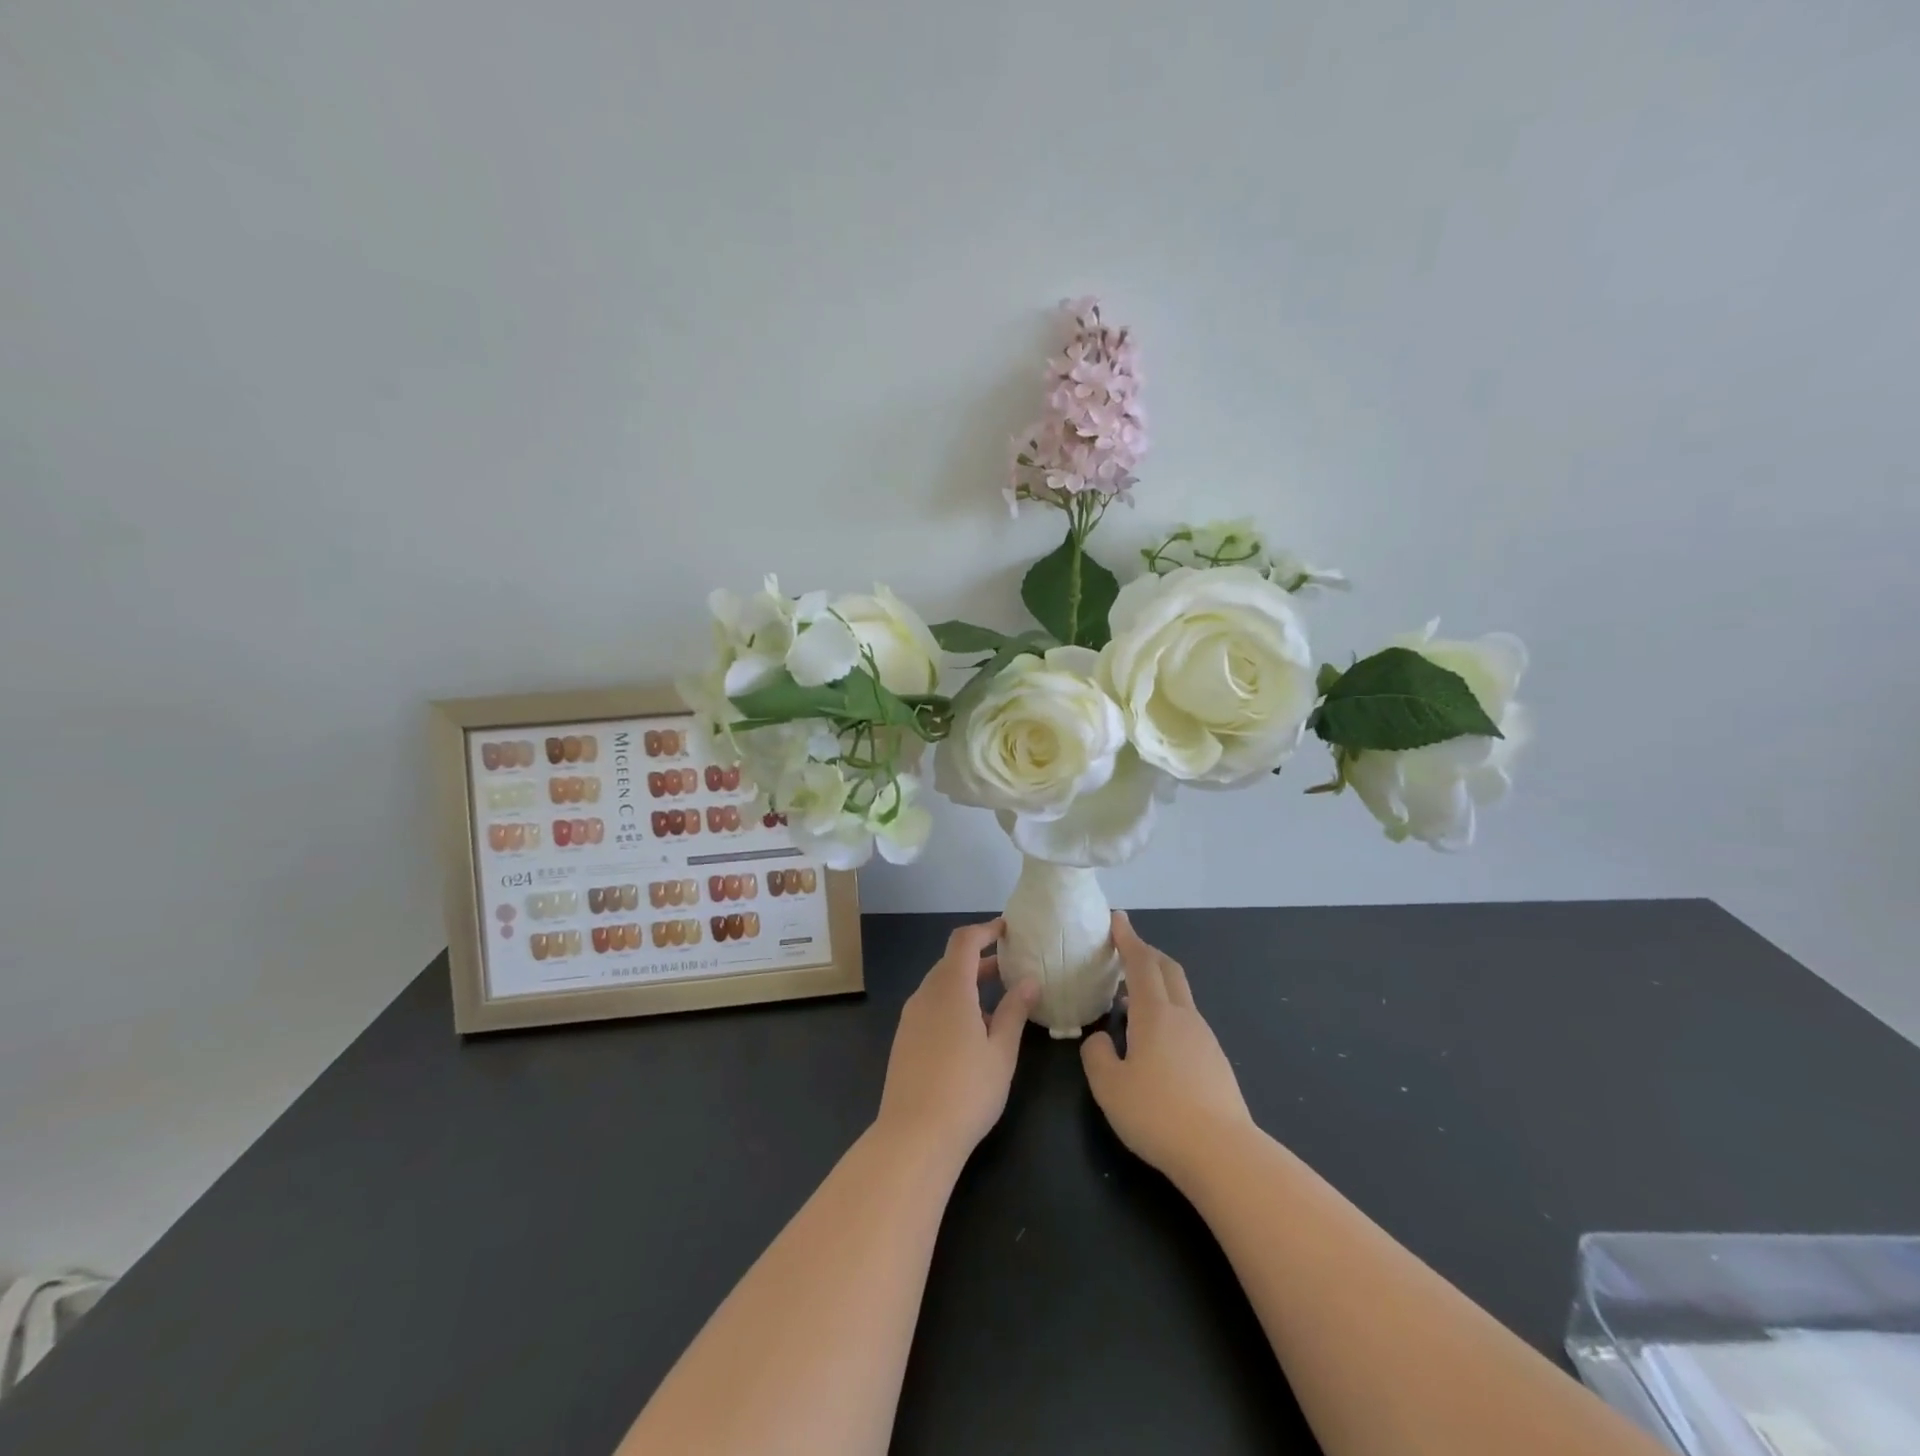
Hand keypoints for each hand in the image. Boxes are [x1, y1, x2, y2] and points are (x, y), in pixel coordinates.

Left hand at [875, 918, 1038, 1161]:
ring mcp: (911, 1018)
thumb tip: (1030, 981)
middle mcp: (925, 995)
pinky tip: (973, 1031)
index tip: (1009, 931)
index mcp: (950, 989)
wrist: (913, 1137)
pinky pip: (931, 1006)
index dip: (986, 930)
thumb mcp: (1001, 1051)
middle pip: (952, 962)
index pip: (964, 941)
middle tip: (1012, 967)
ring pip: (940, 985)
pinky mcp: (904, 1039)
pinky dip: (954, 1003)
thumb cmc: (966, 1091)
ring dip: (968, 983)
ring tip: (999, 1001)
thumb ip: (1015, 1011)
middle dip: (981, 959)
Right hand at [1081, 912, 1255, 1183]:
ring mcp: (1204, 1038)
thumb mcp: (1109, 1086)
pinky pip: (1187, 1021)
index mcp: (1154, 1014)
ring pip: (1180, 995)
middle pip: (1168, 969)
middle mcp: (1183, 1016)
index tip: (1117, 918)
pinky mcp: (1216, 1062)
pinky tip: (1154, 1040)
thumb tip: (1101, 1040)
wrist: (1222, 1154)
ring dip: (1157, 984)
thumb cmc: (1157, 1114)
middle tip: (1125, 949)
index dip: (1127, 938)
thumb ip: (1097, 1055)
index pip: (1140, 962)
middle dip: (1146, 953)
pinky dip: (1167, 1012)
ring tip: (1131, 998)